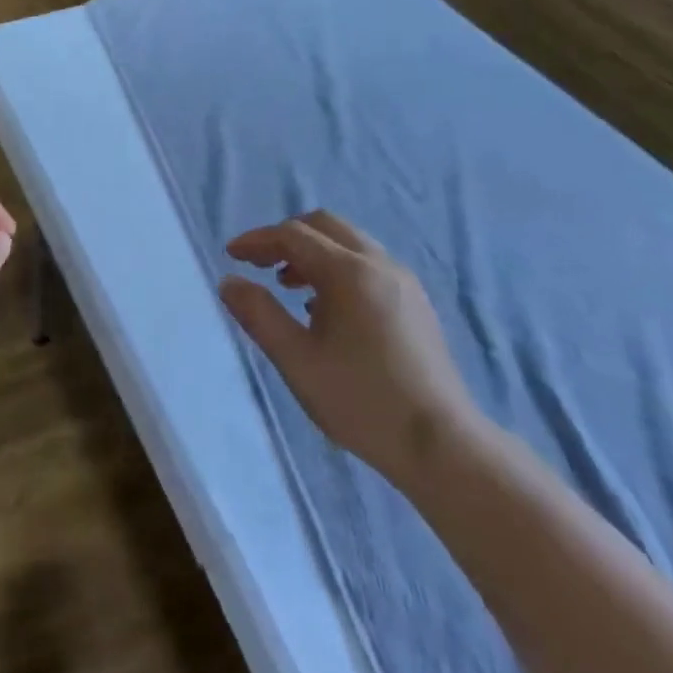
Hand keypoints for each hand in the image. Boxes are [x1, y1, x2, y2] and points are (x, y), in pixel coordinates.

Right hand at [220, 210, 481, 488]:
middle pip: (325, 226)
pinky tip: (326, 309)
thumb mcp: (296, 360)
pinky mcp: (416, 304)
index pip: (293, 235)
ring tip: (287, 287)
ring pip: (349, 245)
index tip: (231, 255)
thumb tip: (229, 282)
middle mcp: (380, 265)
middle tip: (259, 264)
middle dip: (286, 237)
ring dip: (312, 253)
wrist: (444, 447)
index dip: (258, 241)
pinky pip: (368, 265)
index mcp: (349, 272)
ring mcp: (404, 283)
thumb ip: (258, 314)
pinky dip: (337, 269)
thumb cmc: (361, 400)